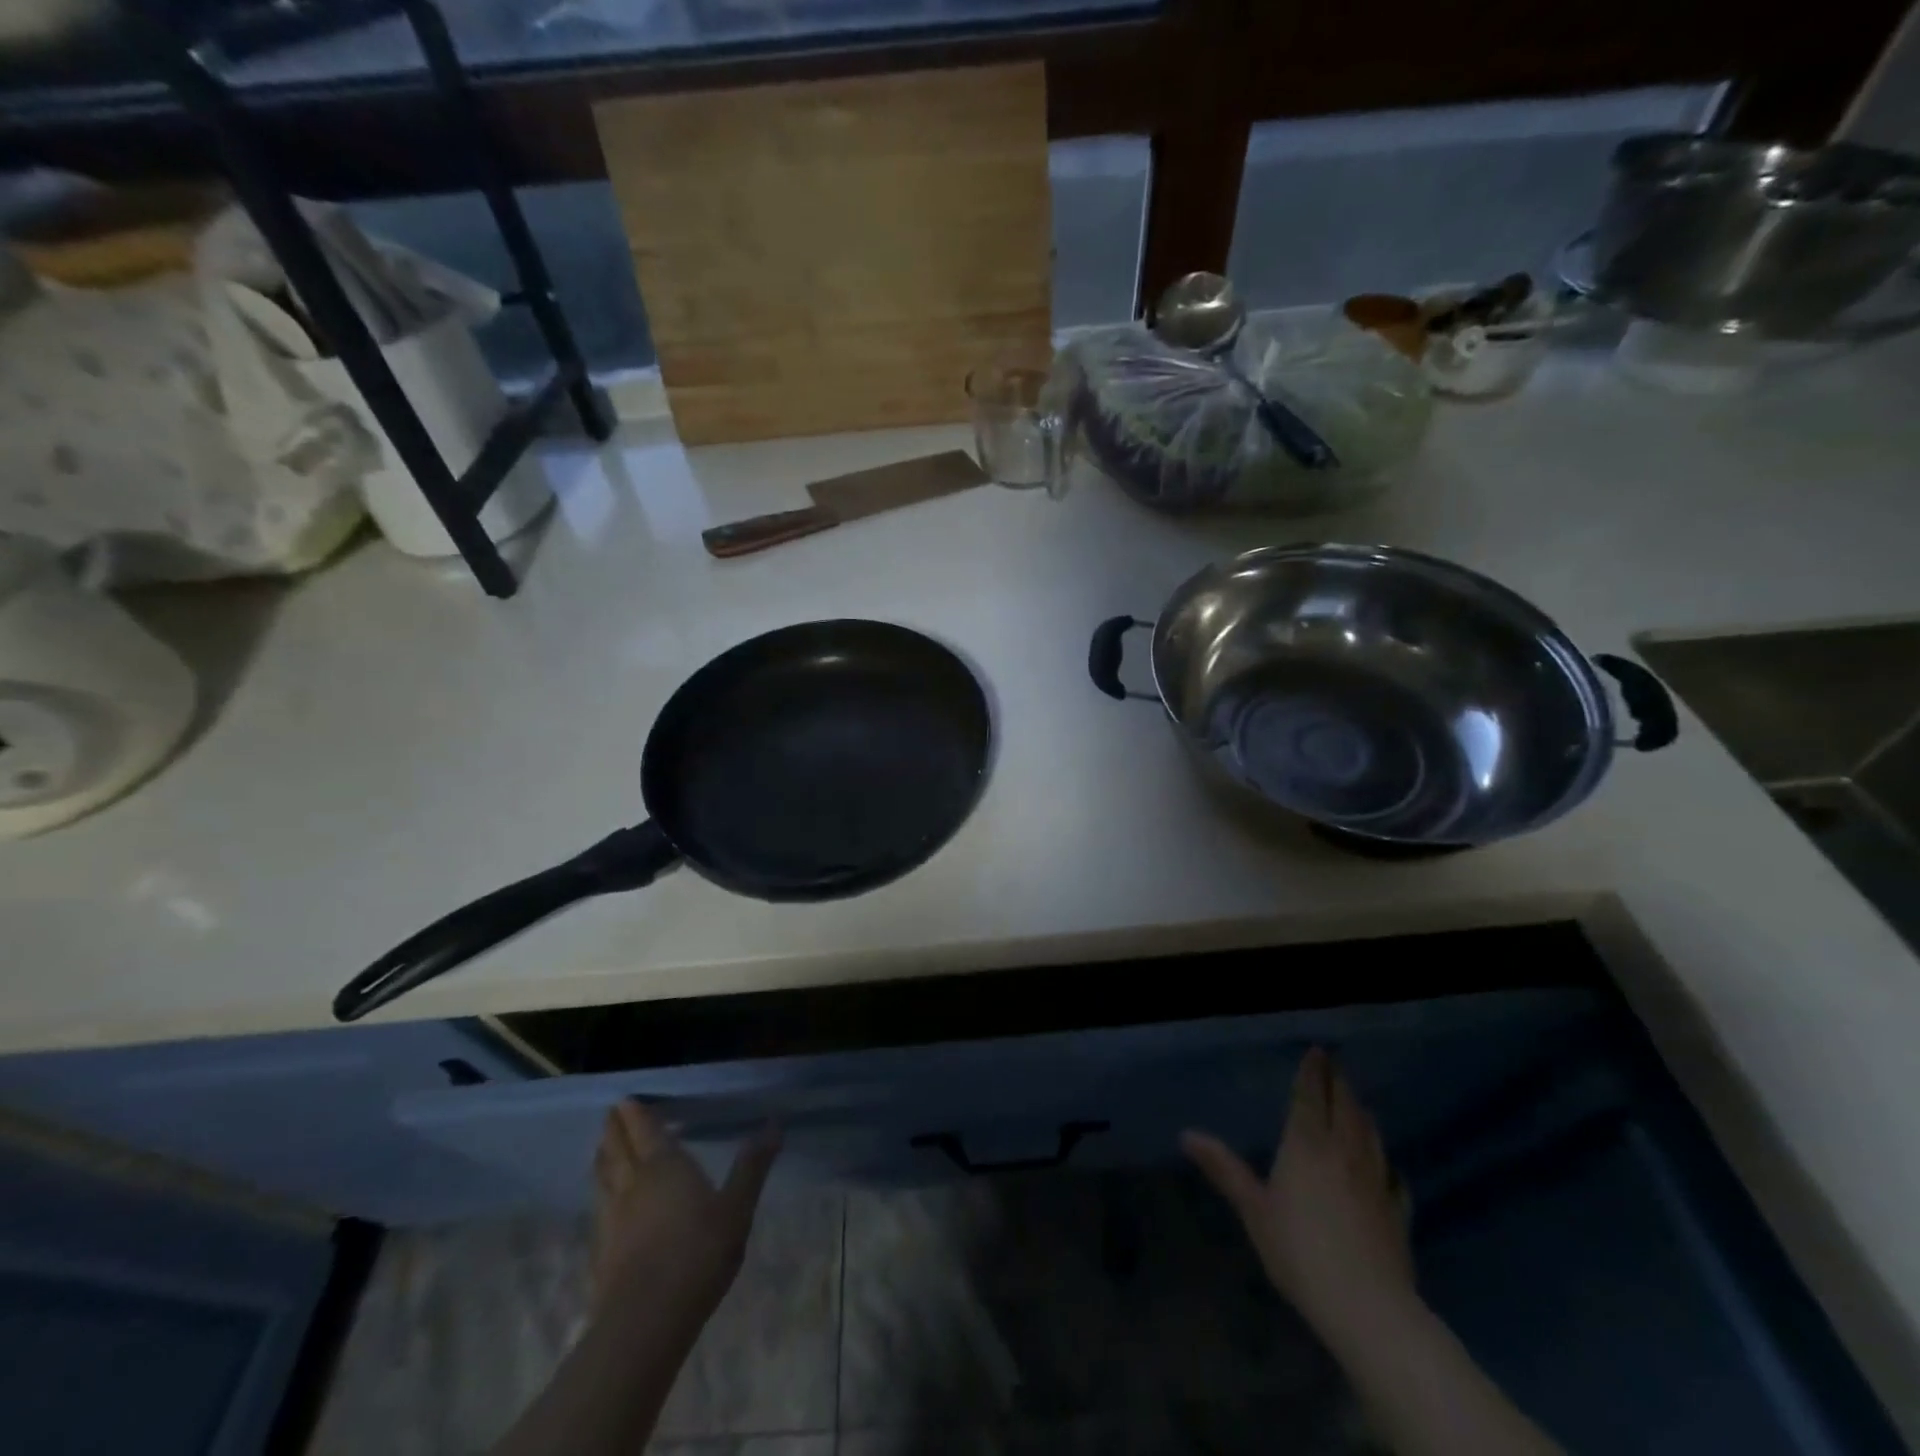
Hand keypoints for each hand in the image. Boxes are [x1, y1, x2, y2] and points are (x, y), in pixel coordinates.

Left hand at [590, 1099, 780, 1320]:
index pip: (646, 1131)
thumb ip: (752, 1166)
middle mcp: (633, 1184)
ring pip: (603, 1179)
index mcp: (664, 1166)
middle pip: (618, 1150)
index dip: (635, 1114)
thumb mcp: (737, 1207)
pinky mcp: (600, 1252)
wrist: (646, 1321)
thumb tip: (774, 1124)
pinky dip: (599, 1195)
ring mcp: (612, 1219)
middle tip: (611, 1115)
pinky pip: (598, 1209)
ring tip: (602, 1150)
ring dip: (603, 1160)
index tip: (625, 1099)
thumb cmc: (698, 1253)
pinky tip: (603, 1204)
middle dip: (614, 1131)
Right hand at [1182, 1046, 1415, 1349]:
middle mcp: (1343, 1152)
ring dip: (1362, 1112)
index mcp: (1306, 1145)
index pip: (1310, 1097)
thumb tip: (1186, 1134)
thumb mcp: (1254, 1209)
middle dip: (1339, 1083)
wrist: (1368, 1307)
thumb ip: (1224, 1169)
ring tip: (1357, 1102)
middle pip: (1345, 1107)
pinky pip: (1395, 1177)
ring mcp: (1376, 1181)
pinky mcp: (1398, 1212)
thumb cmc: (1300, 1251)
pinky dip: (1387, 1162)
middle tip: (1335, 1066)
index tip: (1317, 1051)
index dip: (1313, 1072)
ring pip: (1371, 1134)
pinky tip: (1388, 1167)